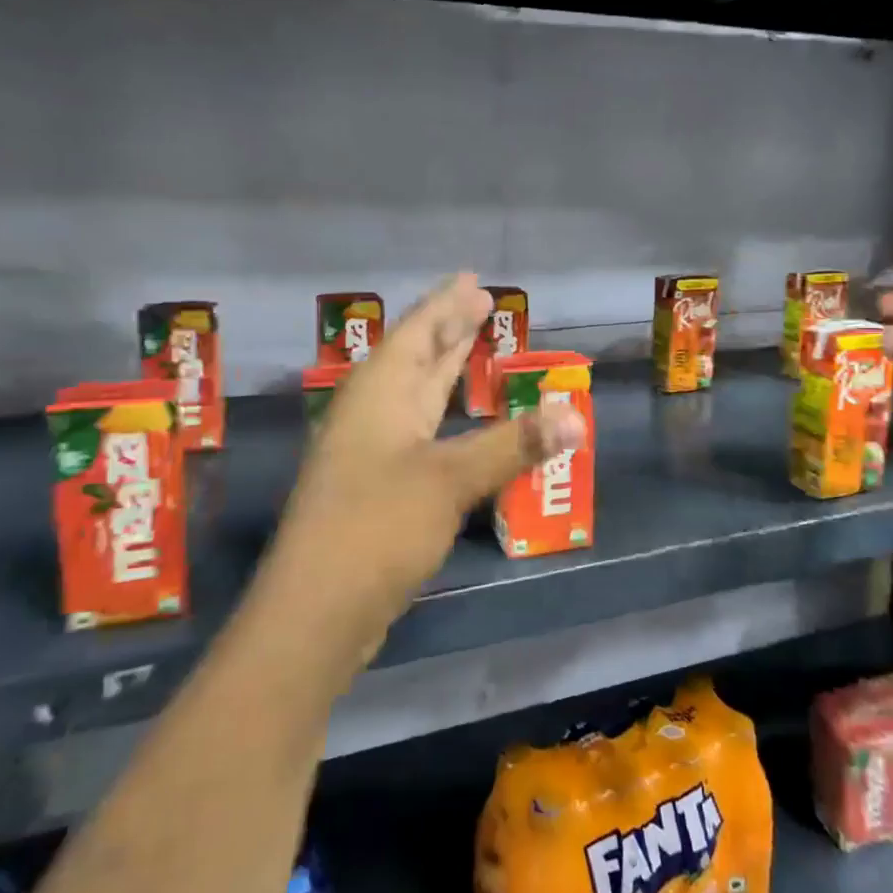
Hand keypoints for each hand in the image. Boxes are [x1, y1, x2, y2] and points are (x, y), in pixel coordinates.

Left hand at [259, 273, 584, 668]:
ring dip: (444, 368)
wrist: (315, 613)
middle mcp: (371, 412)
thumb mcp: (450, 479)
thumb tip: (577, 416)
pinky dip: (444, 414)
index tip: (473, 280)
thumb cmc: (377, 527)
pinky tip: (456, 421)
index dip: (447, 304)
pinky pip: (418, 430)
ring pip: (415, 393)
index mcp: (379, 392)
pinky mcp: (378, 486)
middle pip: (415, 356)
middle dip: (447, 328)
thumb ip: (514, 445)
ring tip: (471, 343)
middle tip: (478, 300)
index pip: (419, 331)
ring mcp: (371, 451)